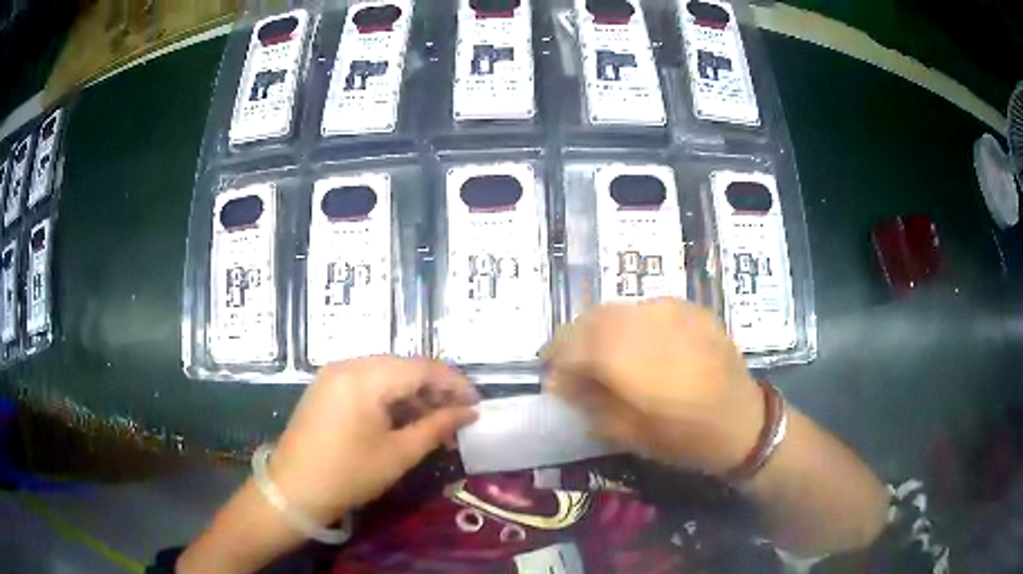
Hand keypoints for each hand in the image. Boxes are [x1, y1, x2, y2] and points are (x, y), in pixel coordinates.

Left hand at [268, 356, 479, 525]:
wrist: (293, 490)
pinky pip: (367, 384)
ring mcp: (334, 375)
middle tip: (459, 416)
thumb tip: (469, 412)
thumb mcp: (399, 453)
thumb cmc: (349, 474)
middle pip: (404, 367)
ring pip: (386, 375)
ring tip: (435, 422)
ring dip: (413, 395)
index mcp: (366, 376)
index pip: (423, 368)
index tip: (478, 404)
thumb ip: (437, 426)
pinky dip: (390, 399)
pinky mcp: (327, 388)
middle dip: (435, 390)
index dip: (455, 384)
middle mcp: (349, 364)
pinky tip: (405, 420)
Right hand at [545, 299, 762, 475]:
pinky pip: (646, 309)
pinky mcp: (690, 308)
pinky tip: (636, 345)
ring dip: (599, 329)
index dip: (556, 362)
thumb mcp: (627, 434)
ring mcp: (671, 310)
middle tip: (570, 364)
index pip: (572, 346)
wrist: (744, 422)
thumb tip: (562, 382)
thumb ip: (589, 402)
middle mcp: (647, 322)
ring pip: (618, 309)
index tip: (553, 381)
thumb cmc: (684, 438)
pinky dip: (629, 324)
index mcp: (629, 358)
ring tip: (600, 354)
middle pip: (592, 319)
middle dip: (572, 340)